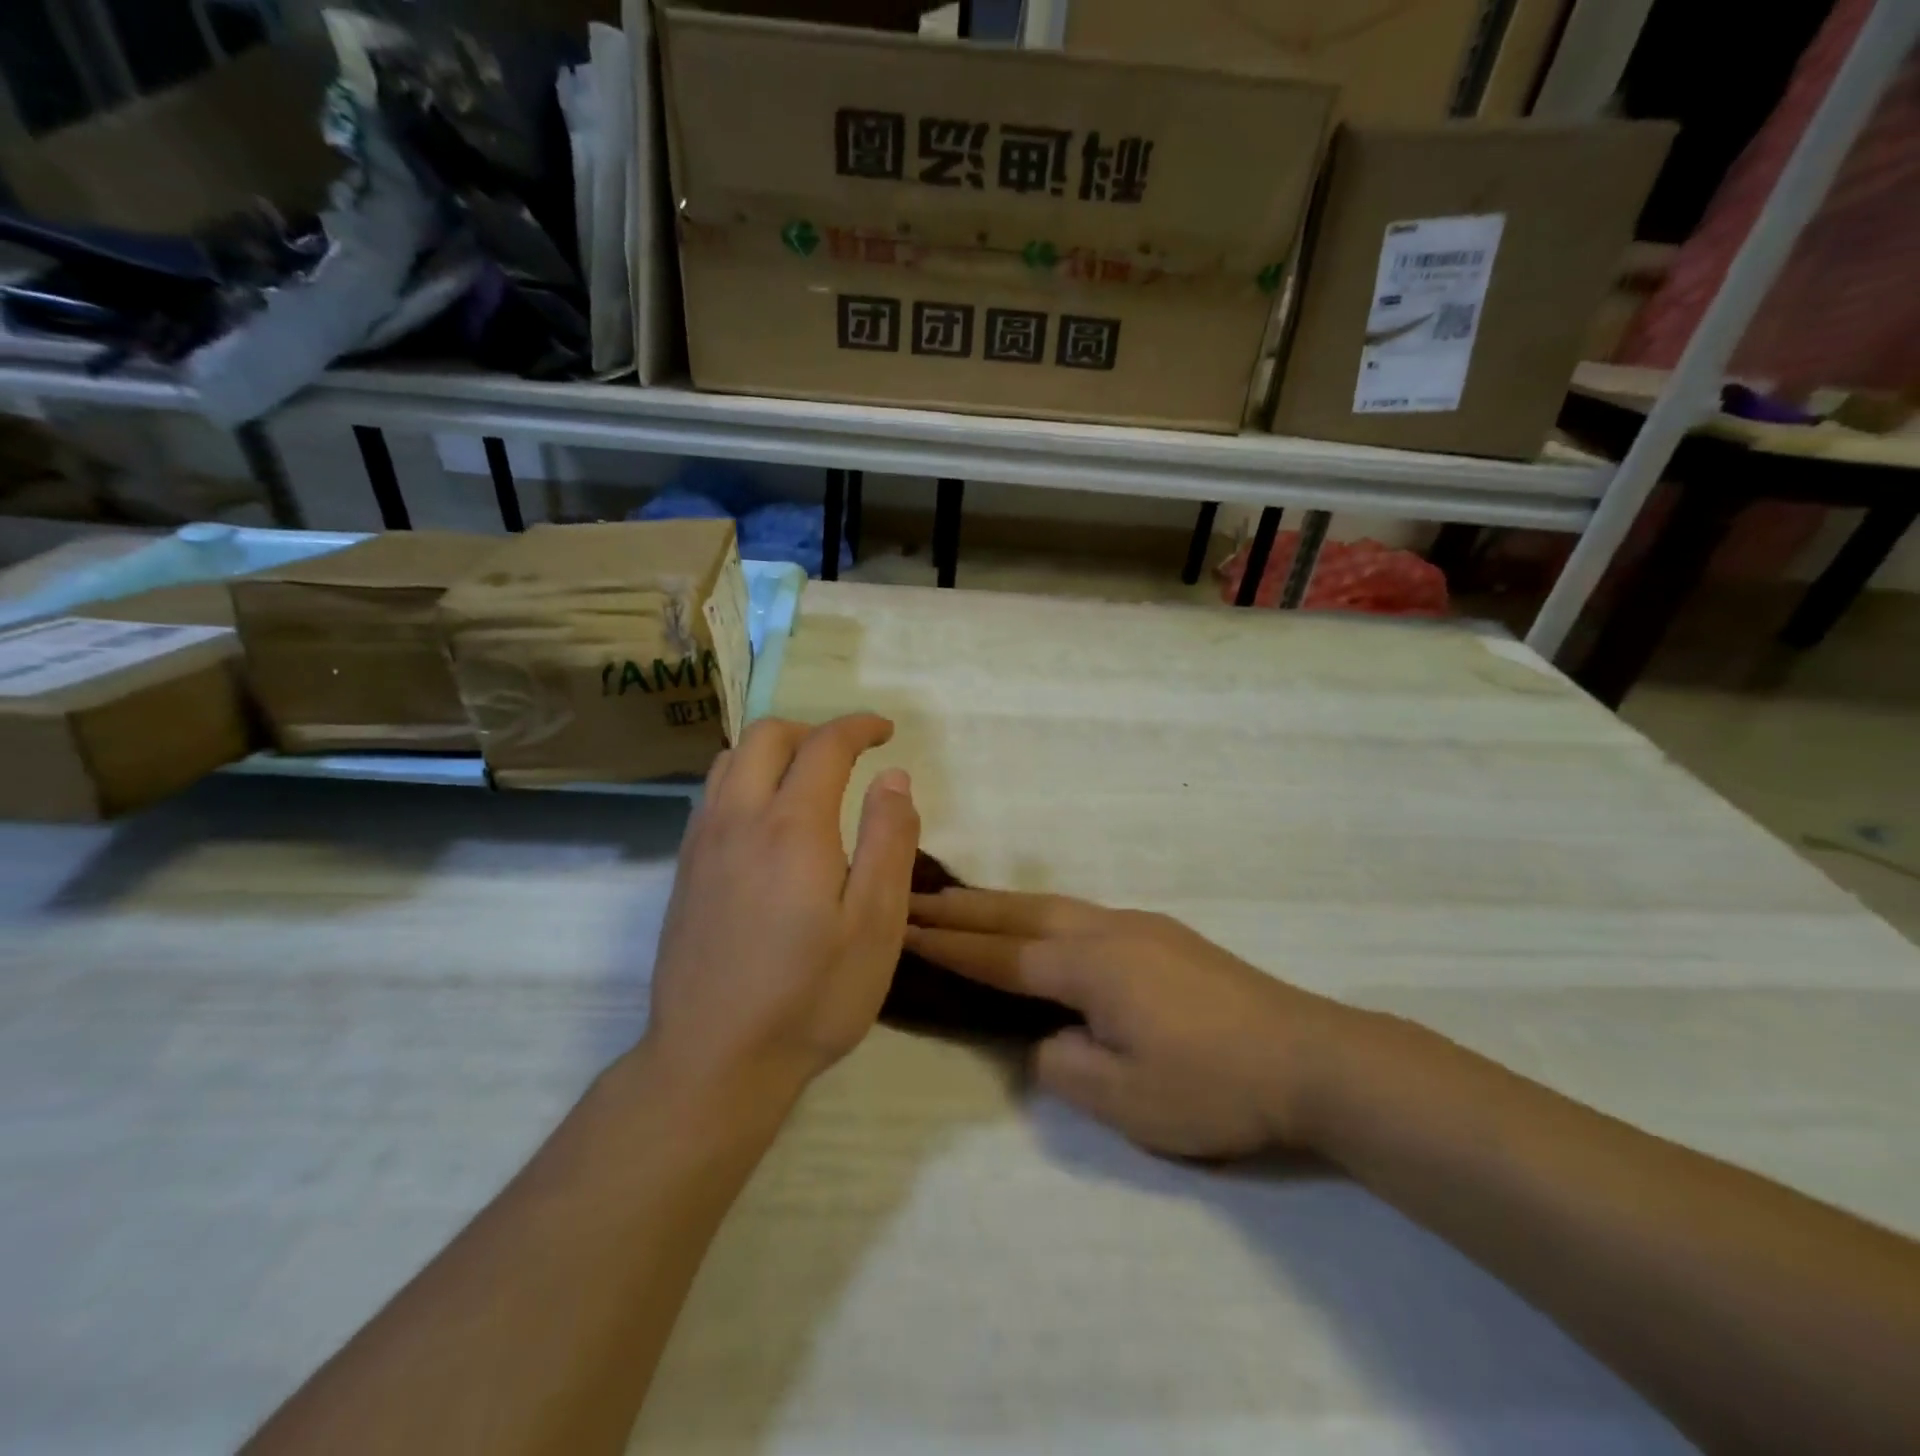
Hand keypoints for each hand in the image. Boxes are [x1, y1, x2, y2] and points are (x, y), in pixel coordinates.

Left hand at [644, 716, 919, 1103]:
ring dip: (773, 751)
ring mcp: (702, 844)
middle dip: (812, 730)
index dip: (858, 727)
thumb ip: (889, 841)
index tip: (885, 731)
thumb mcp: (876, 925)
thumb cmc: (810, 997)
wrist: (714, 1061)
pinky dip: (745, 780)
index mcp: (793, 826)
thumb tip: (892, 778)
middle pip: (766, 736)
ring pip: (730, 761)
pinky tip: (767, 822)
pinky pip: (712, 795)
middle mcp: (739, 819)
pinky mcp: (684, 871)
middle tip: (849, 756)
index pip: (825, 745)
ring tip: (807, 781)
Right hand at [905, 891, 1350, 1157]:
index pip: (999, 955)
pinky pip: (1080, 915)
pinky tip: (1040, 928)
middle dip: (962, 909)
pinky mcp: (1162, 935)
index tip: (902, 927)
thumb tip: (1046, 1037)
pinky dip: (1040, 914)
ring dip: (1001, 904)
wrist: (1311, 1057)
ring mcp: (1137, 926)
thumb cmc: (1212, 1084)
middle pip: (1018, 914)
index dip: (948, 945)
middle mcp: (1105, 931)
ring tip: (961, 903)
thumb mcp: (1124, 1099)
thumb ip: (1062, 1064)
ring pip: (1050, 907)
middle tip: (913, 899)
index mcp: (1088, 966)